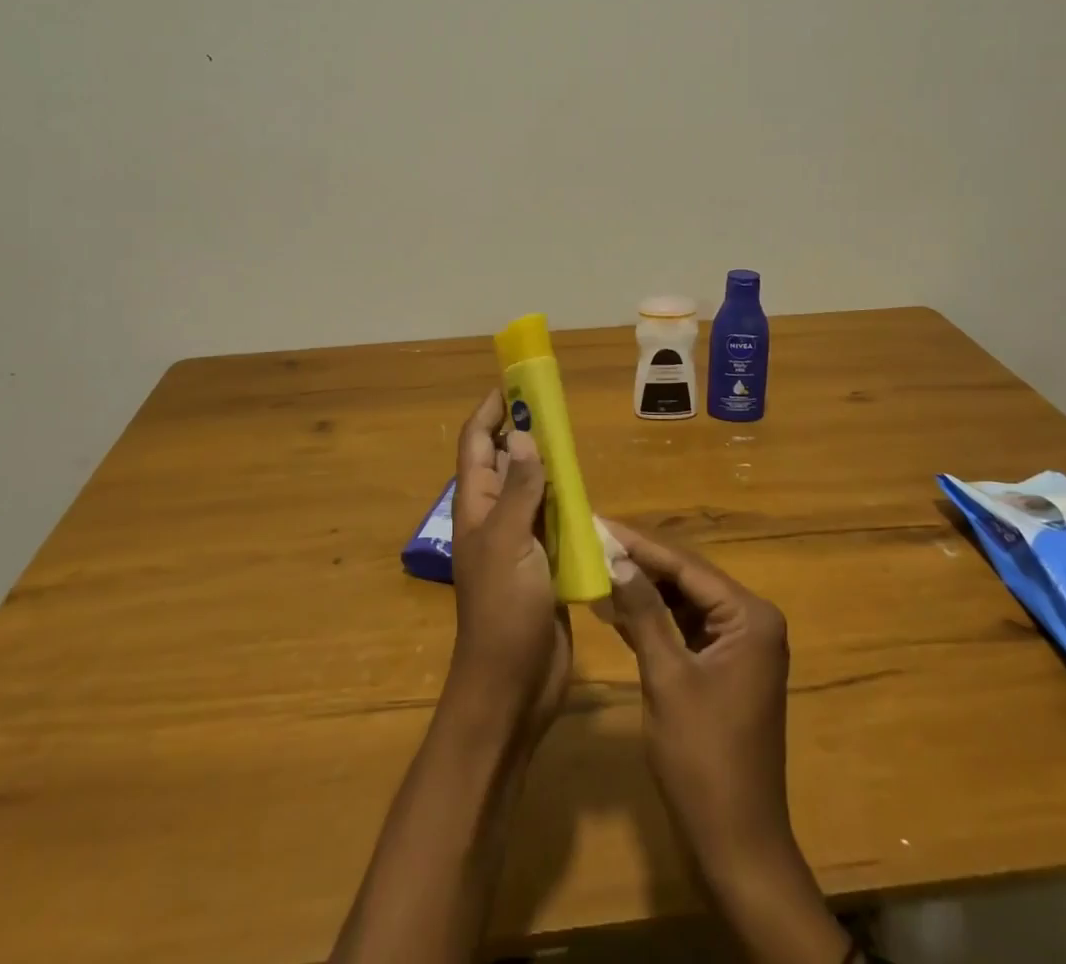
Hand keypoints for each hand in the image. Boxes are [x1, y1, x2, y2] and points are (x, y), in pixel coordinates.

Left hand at [445, 390, 571, 741]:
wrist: (514, 685)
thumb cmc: (503, 611)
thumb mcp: (509, 543)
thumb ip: (518, 489)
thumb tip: (522, 435)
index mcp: (476, 507)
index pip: (478, 444)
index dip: (491, 410)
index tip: (515, 381)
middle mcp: (495, 517)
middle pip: (506, 461)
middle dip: (524, 430)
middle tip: (554, 405)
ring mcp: (520, 542)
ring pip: (534, 489)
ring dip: (549, 464)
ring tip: (573, 439)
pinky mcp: (545, 563)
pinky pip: (556, 521)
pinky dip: (569, 501)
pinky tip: (588, 491)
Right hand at [602, 520, 796, 882]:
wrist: (736, 845)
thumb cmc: (703, 759)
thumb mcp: (667, 678)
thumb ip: (644, 612)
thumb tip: (617, 558)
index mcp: (749, 617)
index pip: (686, 566)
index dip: (639, 544)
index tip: (598, 522)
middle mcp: (750, 621)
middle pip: (686, 579)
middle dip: (639, 563)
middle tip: (591, 540)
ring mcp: (738, 646)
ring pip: (682, 602)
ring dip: (643, 590)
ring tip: (595, 564)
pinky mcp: (723, 668)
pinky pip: (684, 629)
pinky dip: (652, 620)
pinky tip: (614, 606)